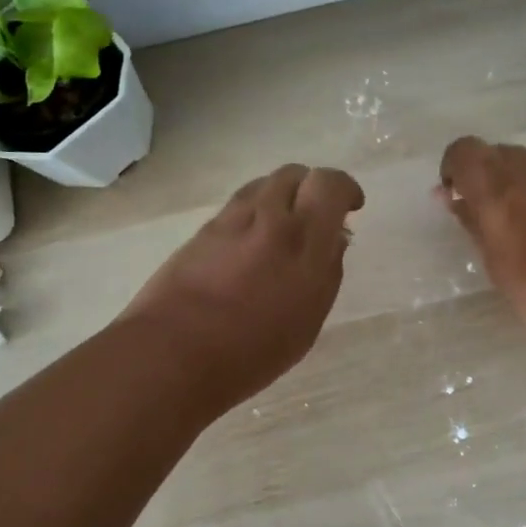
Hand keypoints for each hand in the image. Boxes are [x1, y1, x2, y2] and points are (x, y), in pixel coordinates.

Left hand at [122, 164, 364, 409]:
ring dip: (280, 196)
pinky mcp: (201, 230)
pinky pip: (237, 205)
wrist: (173, 353)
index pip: (330, 184)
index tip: (352, 207)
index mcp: (303, 240)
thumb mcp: (308, 320)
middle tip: (315, 215)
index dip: (345, 189)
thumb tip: (335, 239)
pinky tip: (250, 243)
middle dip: (311, 187)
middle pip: (294, 173)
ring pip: (262, 184)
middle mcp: (268, 218)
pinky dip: (253, 211)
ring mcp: (230, 220)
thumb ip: (327, 272)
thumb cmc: (252, 350)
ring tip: (282, 227)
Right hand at [437, 136, 525, 353]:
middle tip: (492, 219)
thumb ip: (474, 223)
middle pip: (499, 154)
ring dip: (524, 188)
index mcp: (498, 187)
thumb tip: (454, 199)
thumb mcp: (496, 264)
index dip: (455, 169)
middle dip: (489, 179)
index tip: (457, 197)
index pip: (464, 150)